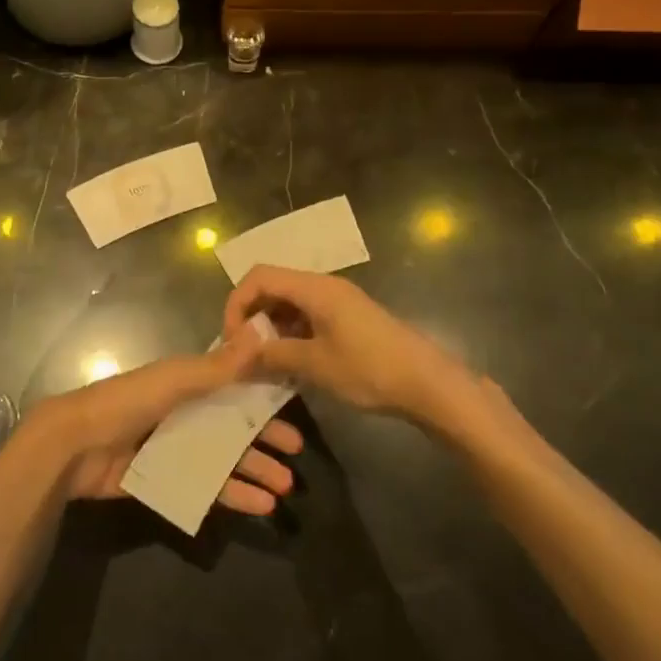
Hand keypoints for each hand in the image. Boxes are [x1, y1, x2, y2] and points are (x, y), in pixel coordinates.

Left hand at [22, 330, 302, 516]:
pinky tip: (259, 506)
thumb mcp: (176, 380)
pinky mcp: (165, 479)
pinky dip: (233, 495)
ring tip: (285, 487)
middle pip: (232, 425)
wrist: (76, 446)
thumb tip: (261, 331)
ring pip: (224, 458)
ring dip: (254, 470)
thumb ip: (219, 366)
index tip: (294, 408)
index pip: (234, 385)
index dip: (263, 395)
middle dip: (264, 439)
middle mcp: (183, 412)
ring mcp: (174, 447)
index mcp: (185, 382)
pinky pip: (206, 486)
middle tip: (297, 455)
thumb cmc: (128, 402)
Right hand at [225, 266, 478, 431]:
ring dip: (271, 330)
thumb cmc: (370, 369)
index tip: (232, 340)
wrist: (428, 384)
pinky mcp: (348, 320)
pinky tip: (290, 365)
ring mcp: (337, 302)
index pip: (259, 277)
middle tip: (244, 354)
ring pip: (289, 305)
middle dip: (252, 318)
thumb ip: (273, 354)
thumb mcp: (315, 365)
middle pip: (273, 287)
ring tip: (263, 365)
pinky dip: (291, 336)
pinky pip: (307, 318)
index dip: (237, 303)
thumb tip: (239, 354)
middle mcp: (323, 286)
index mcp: (314, 288)